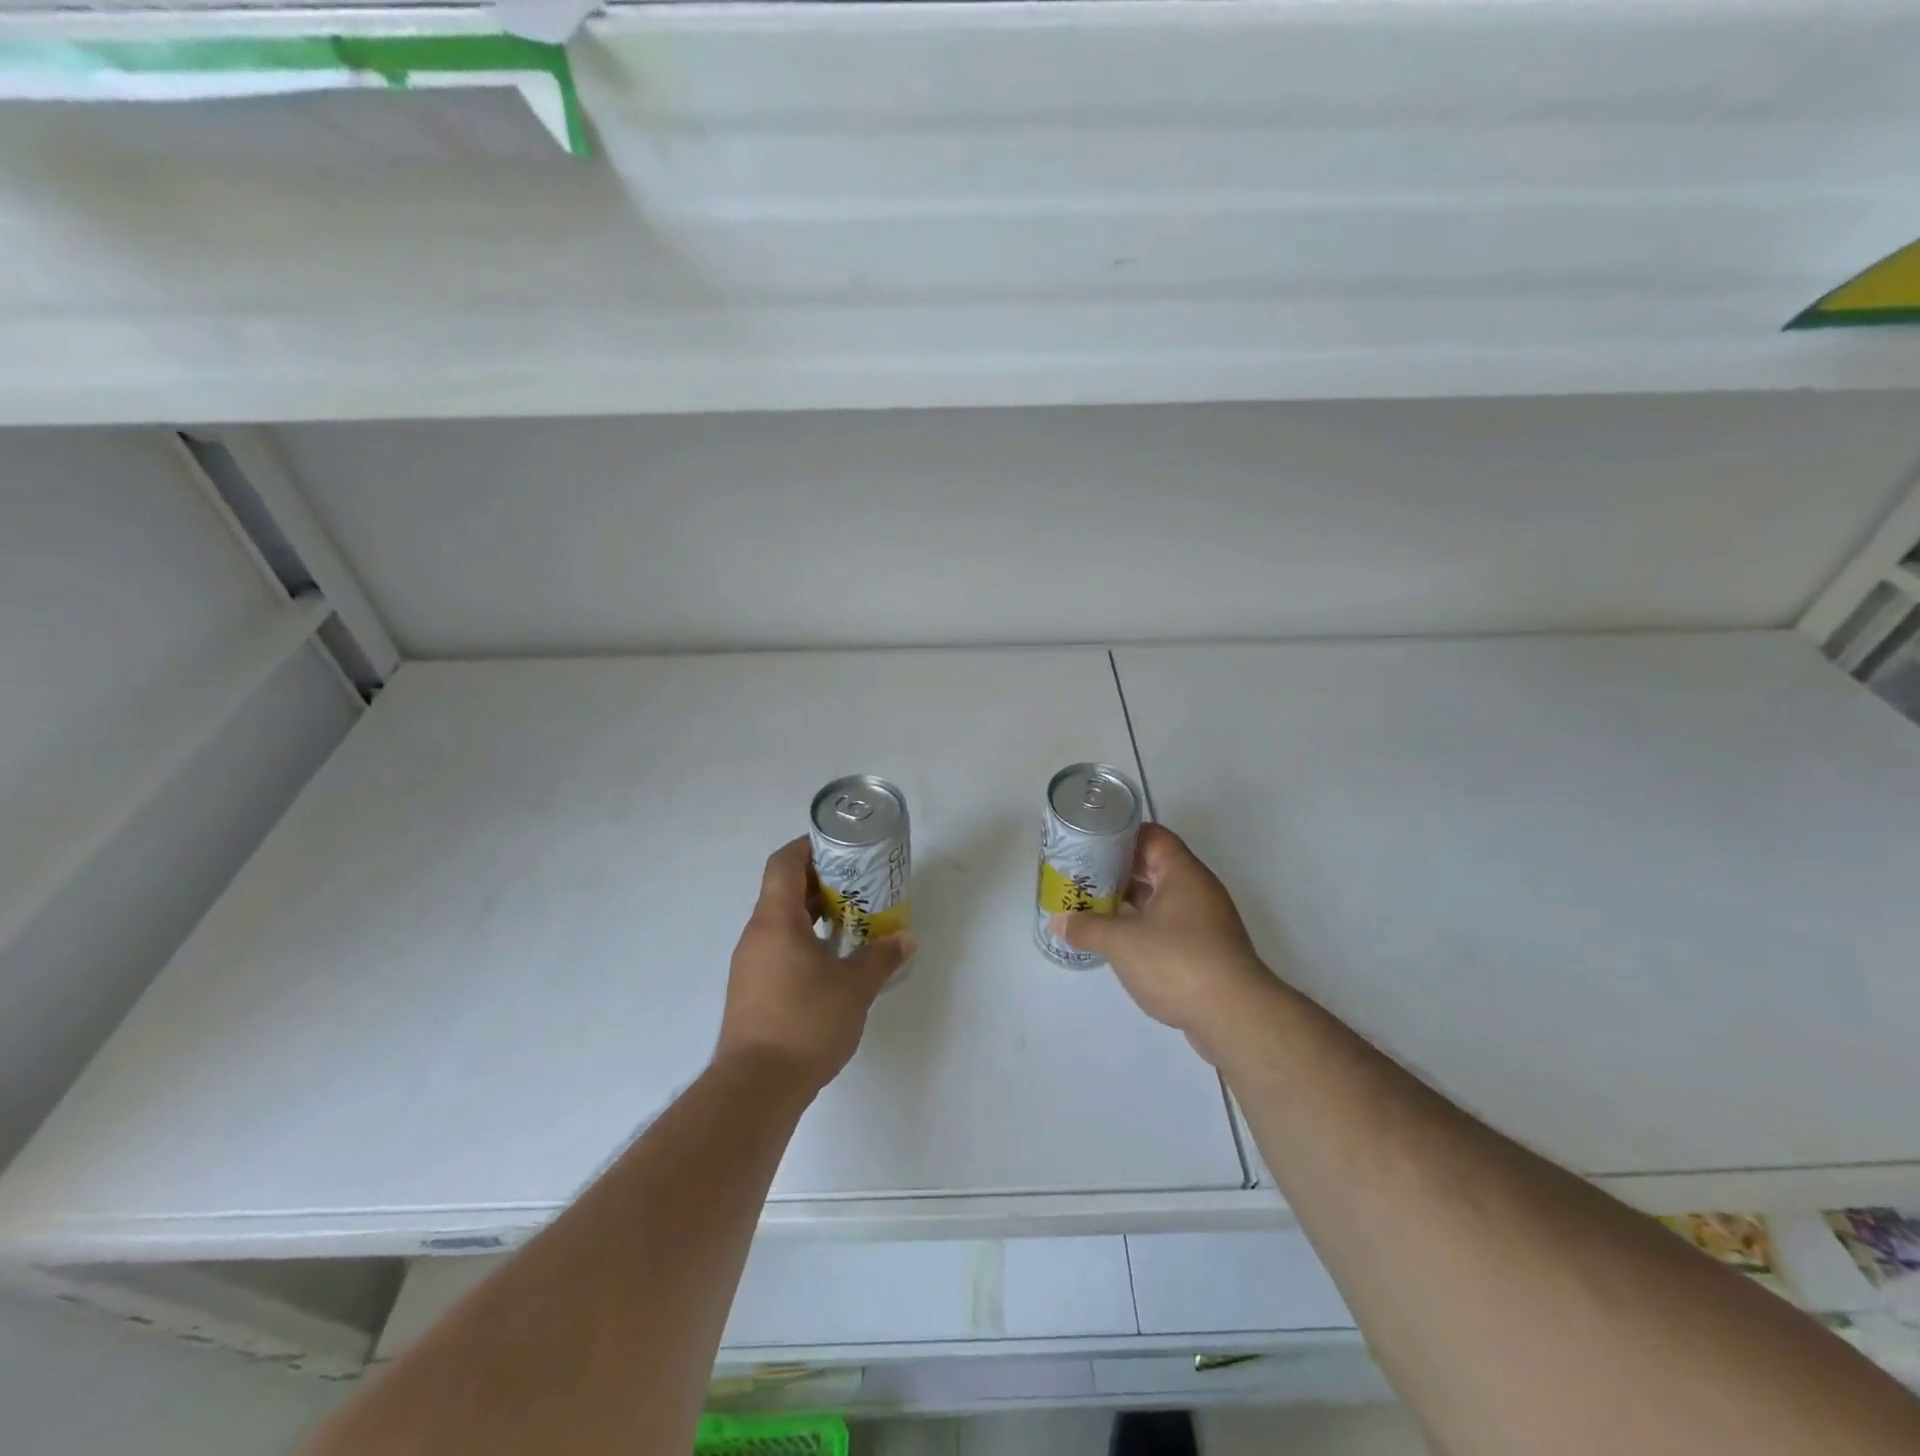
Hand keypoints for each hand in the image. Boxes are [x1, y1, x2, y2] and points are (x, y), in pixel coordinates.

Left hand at [717, 838, 915, 1093]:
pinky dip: (804, 943)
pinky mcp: (751, 991)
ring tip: (851, 923)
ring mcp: (750, 965)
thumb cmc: (805, 1022)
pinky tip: (832, 963)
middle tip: (858, 886)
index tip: (839, 848)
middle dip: (821, 883)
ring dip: (814, 915)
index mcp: (775, 920)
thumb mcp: (854, 987)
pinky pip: (778, 949)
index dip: (809, 847)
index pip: (784, 863)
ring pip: (781, 923)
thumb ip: (881, 957)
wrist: (755, 1088)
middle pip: (783, 890)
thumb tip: (905, 939)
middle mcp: (756, 935)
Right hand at [1049, 823, 1277, 1064]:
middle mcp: (1198, 891)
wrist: (1235, 1017)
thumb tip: (1059, 920)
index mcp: (1183, 873)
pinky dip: (1144, 929)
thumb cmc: (1177, 962)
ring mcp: (1206, 923)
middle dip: (1119, 871)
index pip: (1152, 836)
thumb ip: (1086, 927)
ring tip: (1093, 908)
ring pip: (1161, 901)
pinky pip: (1169, 928)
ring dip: (1130, 903)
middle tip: (1083, 877)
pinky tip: (1119, 943)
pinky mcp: (1207, 952)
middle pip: (1155, 867)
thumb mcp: (1122, 942)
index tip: (1091, 844)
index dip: (1121, 835)